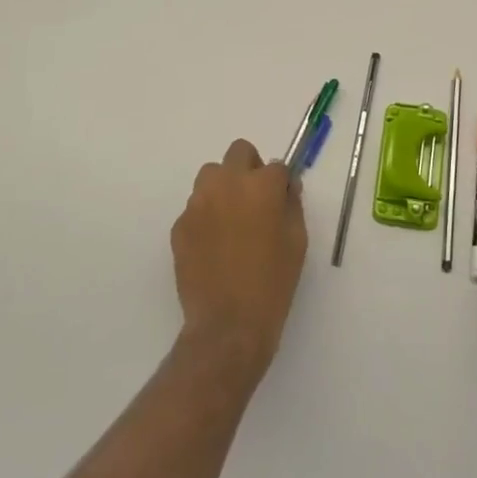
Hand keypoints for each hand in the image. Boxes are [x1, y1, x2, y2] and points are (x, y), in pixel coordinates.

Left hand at [171, 140, 307, 381]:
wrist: (228, 325)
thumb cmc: (273, 282)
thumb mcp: (297, 241)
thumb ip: (292, 205)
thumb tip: (286, 187)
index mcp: (261, 186)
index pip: (276, 166)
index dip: (281, 183)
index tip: (282, 200)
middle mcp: (227, 184)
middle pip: (239, 152)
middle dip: (250, 168)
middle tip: (256, 200)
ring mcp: (198, 203)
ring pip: (211, 176)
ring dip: (224, 187)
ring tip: (232, 220)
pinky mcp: (179, 225)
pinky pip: (195, 207)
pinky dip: (206, 216)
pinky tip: (214, 246)